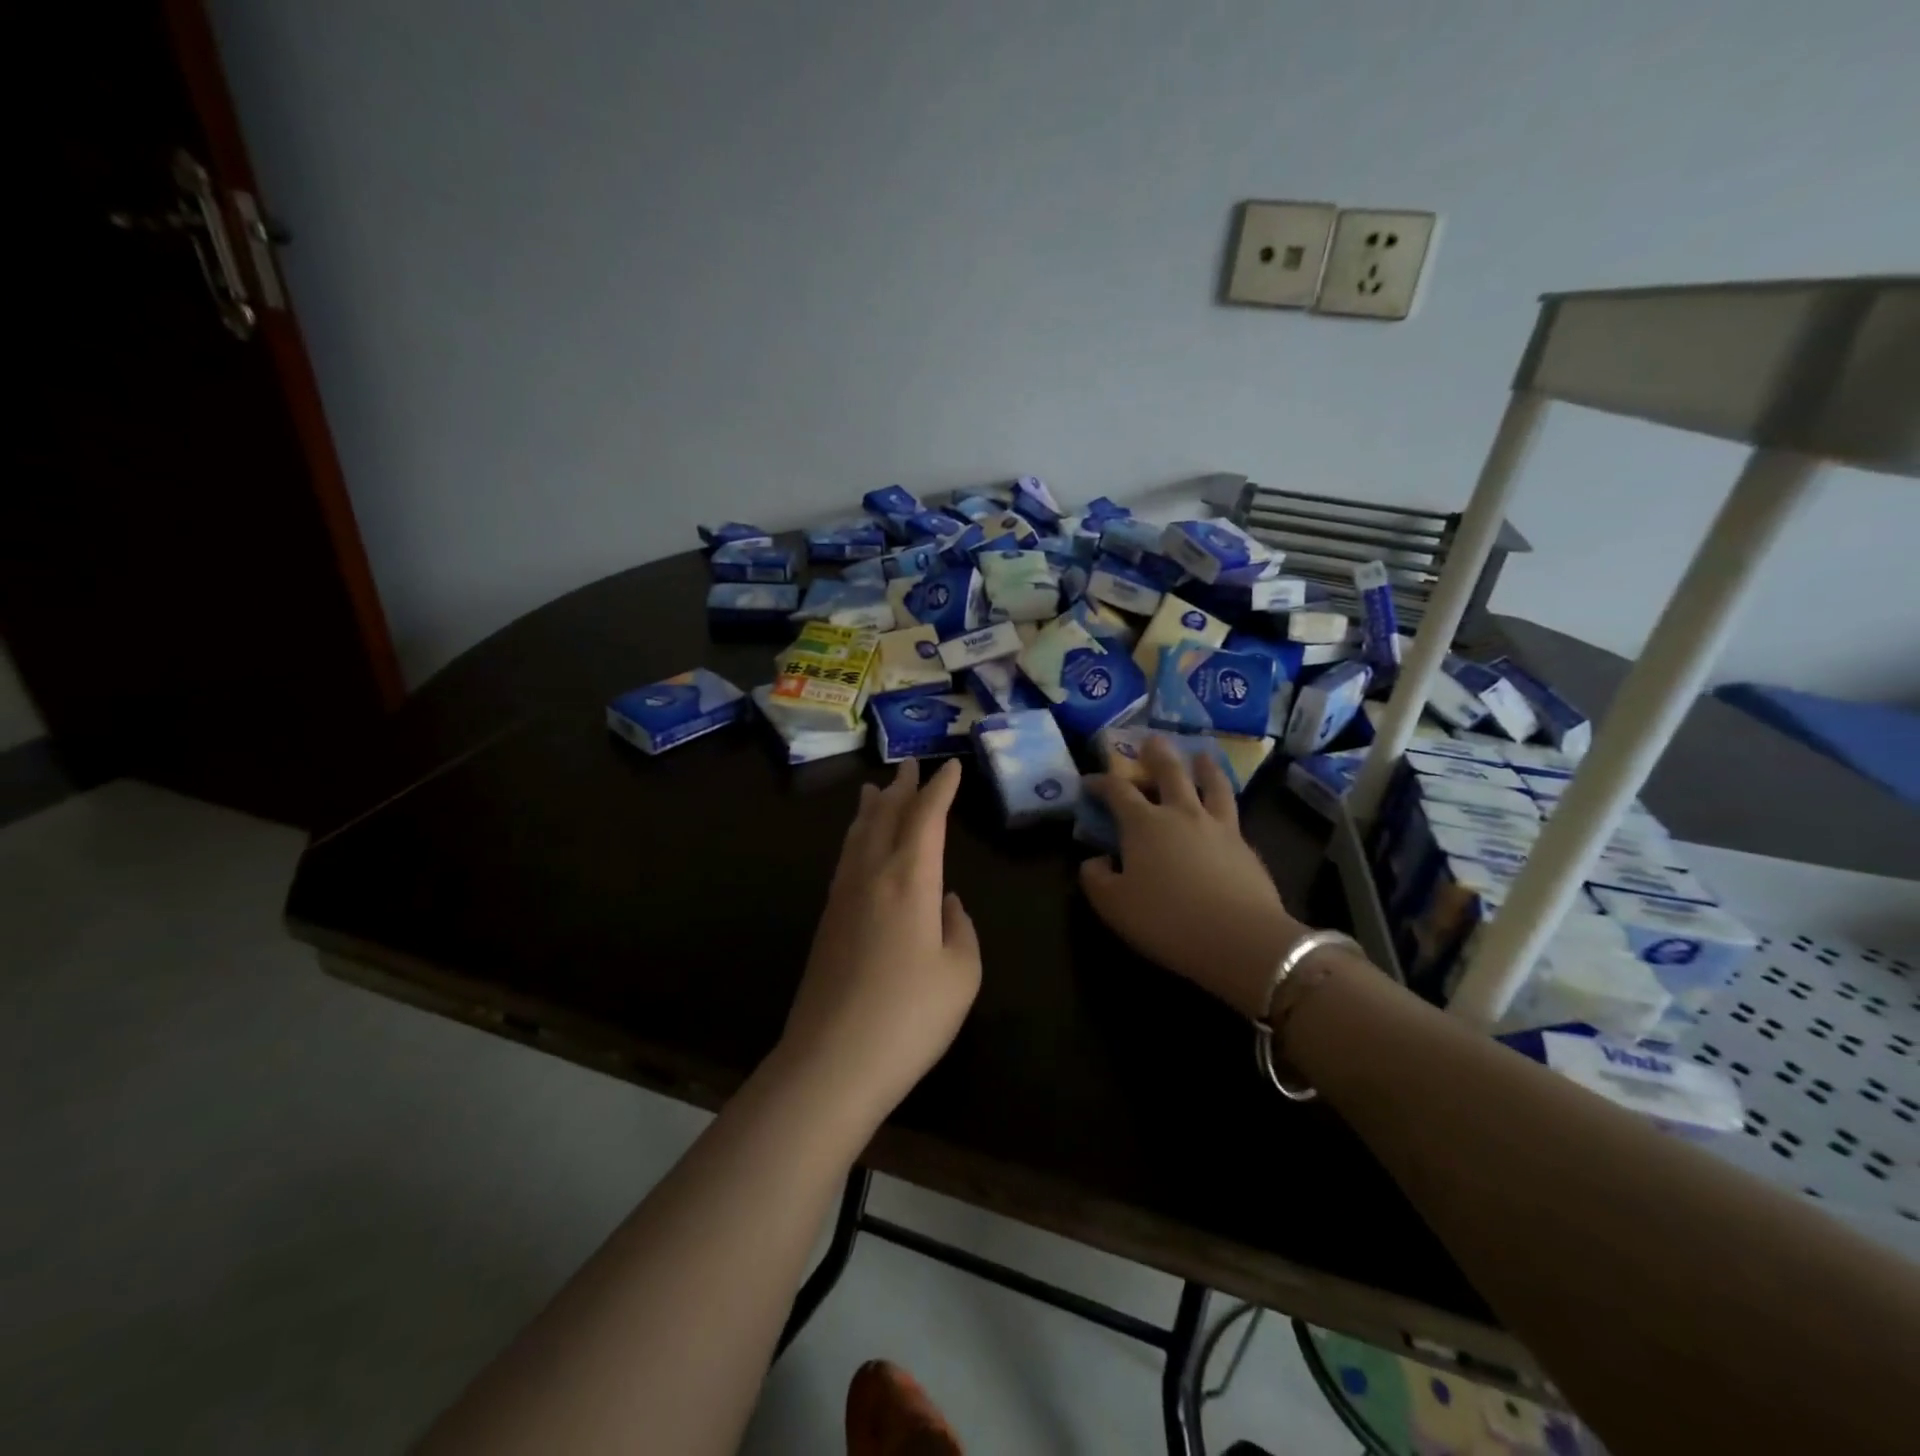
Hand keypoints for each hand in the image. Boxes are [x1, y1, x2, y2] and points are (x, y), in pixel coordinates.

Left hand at [778, 759, 981, 1128]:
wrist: (832, 1062)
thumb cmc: (910, 1017)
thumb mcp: (962, 974)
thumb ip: (960, 928)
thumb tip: (947, 902)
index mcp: (910, 879)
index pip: (926, 818)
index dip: (940, 789)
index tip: (950, 766)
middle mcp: (872, 875)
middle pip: (886, 816)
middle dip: (903, 789)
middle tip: (911, 765)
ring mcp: (843, 896)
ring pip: (858, 835)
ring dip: (873, 808)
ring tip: (876, 789)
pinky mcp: (827, 921)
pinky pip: (846, 859)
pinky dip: (857, 836)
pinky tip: (860, 846)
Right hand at [1079, 737, 1304, 1019]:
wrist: (1241, 939)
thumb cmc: (1167, 920)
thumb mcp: (1113, 906)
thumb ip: (1095, 879)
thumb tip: (1096, 860)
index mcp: (1144, 824)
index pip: (1117, 791)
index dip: (1100, 782)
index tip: (1089, 781)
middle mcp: (1181, 813)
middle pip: (1169, 772)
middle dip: (1157, 754)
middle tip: (1152, 740)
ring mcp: (1218, 826)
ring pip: (1212, 784)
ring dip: (1204, 766)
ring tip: (1202, 755)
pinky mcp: (1246, 846)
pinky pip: (1232, 813)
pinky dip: (1223, 801)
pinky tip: (1223, 809)